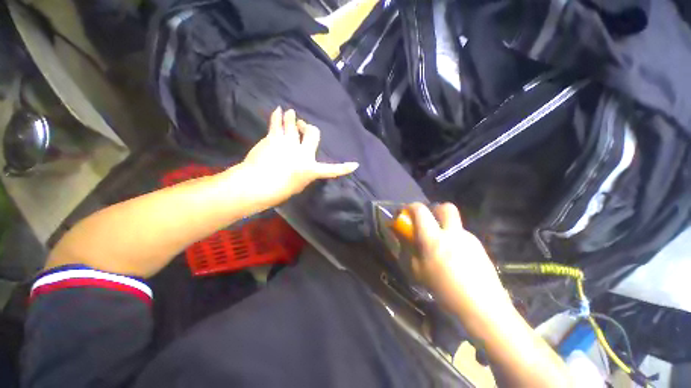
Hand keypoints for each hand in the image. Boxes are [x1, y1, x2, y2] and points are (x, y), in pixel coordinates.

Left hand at [239, 107, 358, 207]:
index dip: (344, 168)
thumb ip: (304, 173)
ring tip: (291, 112)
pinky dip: (277, 115)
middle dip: (309, 128)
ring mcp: (288, 143)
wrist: (256, 185)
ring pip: (293, 124)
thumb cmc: (277, 191)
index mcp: (310, 169)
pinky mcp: (273, 138)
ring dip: (293, 117)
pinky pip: (276, 123)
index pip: (332, 170)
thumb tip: (304, 164)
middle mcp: (302, 153)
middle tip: (303, 126)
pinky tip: (278, 110)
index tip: (355, 165)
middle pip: (312, 133)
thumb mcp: (297, 185)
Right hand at [407, 203, 511, 322]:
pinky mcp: (480, 247)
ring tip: (442, 248)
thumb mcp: (417, 271)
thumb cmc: (444, 290)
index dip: (410, 207)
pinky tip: (455, 259)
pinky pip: (462, 236)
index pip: (420, 211)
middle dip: (434, 210)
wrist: (483, 308)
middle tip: (428, 223)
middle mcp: (452, 233)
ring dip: (445, 228)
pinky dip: (454, 240)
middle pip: (445, 207)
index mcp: (433, 238)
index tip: (405, 213)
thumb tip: (403, 237)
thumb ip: (407, 250)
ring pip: (454, 223)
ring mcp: (469, 239)